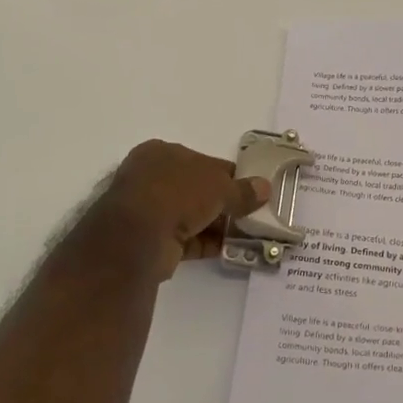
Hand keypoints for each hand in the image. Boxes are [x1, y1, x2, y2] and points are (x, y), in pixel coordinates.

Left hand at [101, 140, 270, 282]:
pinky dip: (207, 243)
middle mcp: (152, 178)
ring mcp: (149, 210)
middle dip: (223, 203)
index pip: (203, 160)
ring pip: (191, 215)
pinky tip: (231, 249)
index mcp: (162, 153)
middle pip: (197, 189)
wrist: (137, 237)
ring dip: (217, 225)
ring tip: (247, 235)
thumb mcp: (219, 186)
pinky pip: (186, 239)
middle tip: (251, 214)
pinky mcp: (151, 240)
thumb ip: (242, 190)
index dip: (228, 174)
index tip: (250, 188)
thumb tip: (265, 188)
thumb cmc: (178, 193)